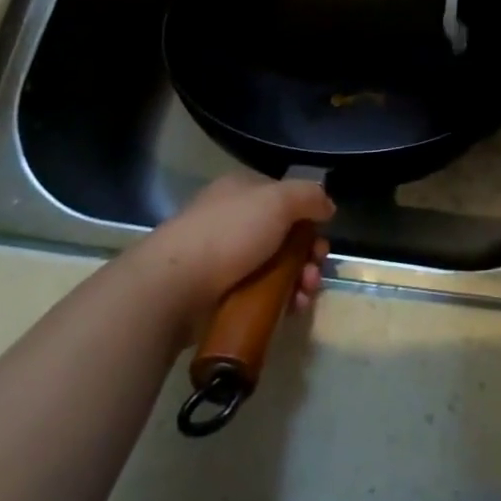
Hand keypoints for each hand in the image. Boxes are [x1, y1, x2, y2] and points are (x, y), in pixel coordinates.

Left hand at [130, 175, 334, 339]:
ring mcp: (224, 256)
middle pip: (284, 235)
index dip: (309, 218)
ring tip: (303, 297)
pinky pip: (259, 293)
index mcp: (242, 190)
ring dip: (298, 281)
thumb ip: (310, 196)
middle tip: (314, 274)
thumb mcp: (278, 200)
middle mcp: (233, 219)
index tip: (321, 240)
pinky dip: (279, 300)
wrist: (174, 286)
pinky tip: (289, 310)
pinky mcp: (218, 292)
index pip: (285, 198)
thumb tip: (327, 206)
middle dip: (308, 256)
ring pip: (275, 267)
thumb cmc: (229, 234)